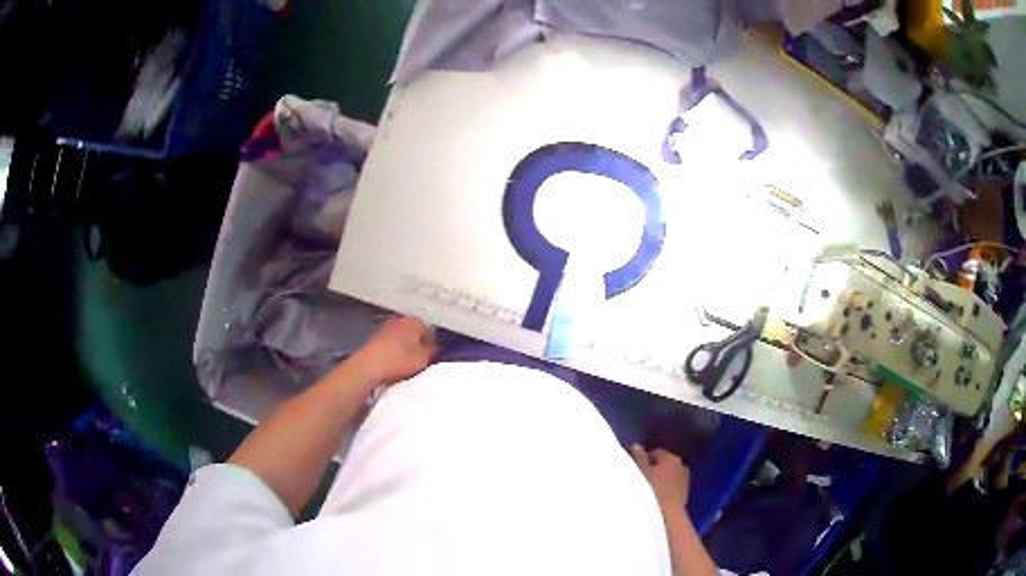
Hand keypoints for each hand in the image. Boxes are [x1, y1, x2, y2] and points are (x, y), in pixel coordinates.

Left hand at [349, 316, 436, 385]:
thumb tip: (435, 347)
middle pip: (415, 333)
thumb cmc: (399, 361)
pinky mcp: (375, 337)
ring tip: (406, 364)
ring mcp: (386, 326)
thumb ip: (433, 351)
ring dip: (405, 347)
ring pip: (402, 337)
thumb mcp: (423, 359)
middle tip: (420, 361)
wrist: (368, 367)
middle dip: (418, 345)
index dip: (433, 346)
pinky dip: (394, 350)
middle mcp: (400, 319)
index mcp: (415, 321)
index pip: (431, 332)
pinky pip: (391, 343)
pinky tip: (393, 362)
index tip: (432, 358)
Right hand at [631, 444, 689, 509]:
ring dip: (660, 480)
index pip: (655, 452)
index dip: (644, 459)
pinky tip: (656, 498)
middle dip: (653, 469)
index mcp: (671, 457)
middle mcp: (681, 465)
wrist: (667, 515)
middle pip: (663, 464)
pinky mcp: (685, 494)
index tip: (635, 469)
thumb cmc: (651, 490)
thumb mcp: (640, 471)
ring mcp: (685, 480)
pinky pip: (672, 487)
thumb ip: (639, 457)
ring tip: (647, 490)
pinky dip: (665, 489)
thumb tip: (637, 445)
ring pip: (668, 476)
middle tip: (639, 479)